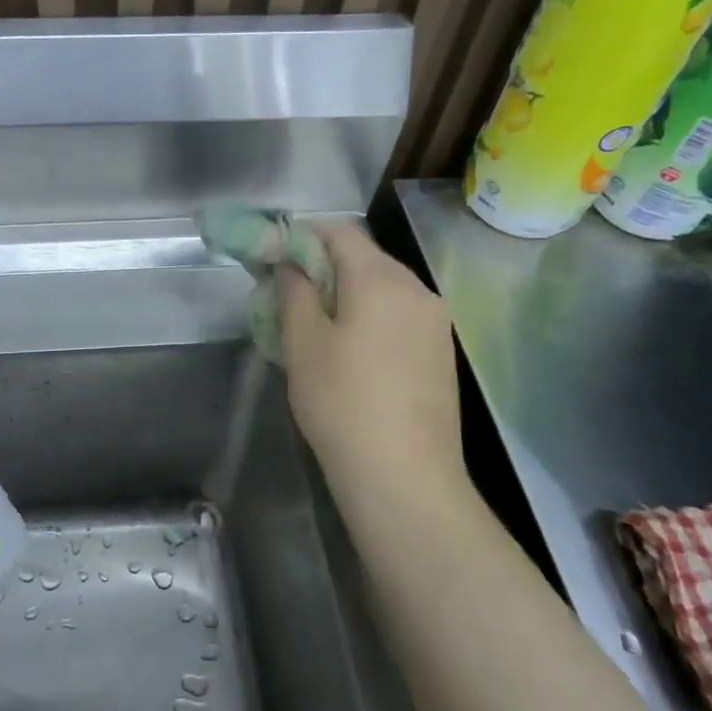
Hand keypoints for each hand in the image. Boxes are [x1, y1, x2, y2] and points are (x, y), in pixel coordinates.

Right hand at [278, 224, 464, 496]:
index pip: (339, 231)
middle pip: (364, 257)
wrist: (405, 478)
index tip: (271, 256)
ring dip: (346, 292)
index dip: (300, 235)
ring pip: (383, 287)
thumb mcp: (303, 343)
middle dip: (322, 264)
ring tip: (314, 324)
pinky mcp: (440, 353)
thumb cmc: (342, 403)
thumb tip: (290, 263)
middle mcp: (417, 290)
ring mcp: (435, 322)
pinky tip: (349, 350)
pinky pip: (399, 315)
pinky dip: (369, 315)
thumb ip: (294, 291)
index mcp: (382, 280)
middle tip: (286, 292)